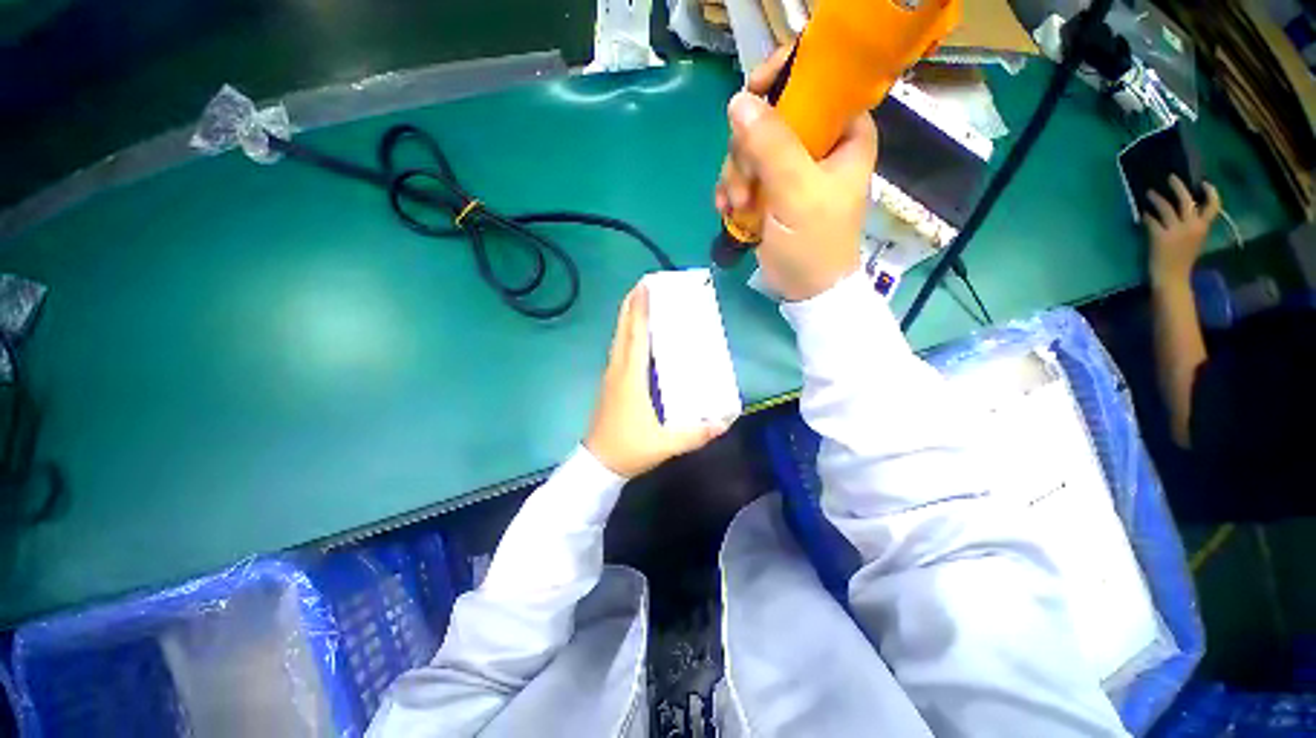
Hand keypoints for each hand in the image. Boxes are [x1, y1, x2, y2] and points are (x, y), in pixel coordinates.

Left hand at [584, 283, 727, 477]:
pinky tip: (638, 337)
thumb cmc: (629, 448)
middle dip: (632, 305)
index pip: (635, 335)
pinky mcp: (611, 384)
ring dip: (628, 318)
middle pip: (623, 330)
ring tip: (641, 303)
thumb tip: (724, 422)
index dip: (640, 309)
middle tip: (645, 286)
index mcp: (631, 377)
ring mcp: (611, 376)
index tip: (645, 285)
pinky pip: (619, 350)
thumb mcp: (666, 444)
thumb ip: (696, 434)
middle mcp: (618, 369)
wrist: (598, 464)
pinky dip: (627, 335)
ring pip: (618, 339)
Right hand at [714, 47, 877, 301]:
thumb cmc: (814, 243)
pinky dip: (731, 191)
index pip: (814, 82)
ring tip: (736, 207)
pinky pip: (742, 173)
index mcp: (843, 132)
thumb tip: (738, 102)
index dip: (780, 81)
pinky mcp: (770, 188)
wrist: (806, 289)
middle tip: (744, 187)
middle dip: (747, 153)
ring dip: (735, 177)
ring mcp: (791, 167)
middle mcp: (818, 143)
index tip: (749, 98)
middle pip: (770, 117)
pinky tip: (727, 211)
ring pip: (749, 147)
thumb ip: (772, 146)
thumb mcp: (797, 194)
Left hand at [1145, 176, 1220, 286]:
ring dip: (1157, 198)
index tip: (1205, 182)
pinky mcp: (1160, 237)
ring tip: (1149, 192)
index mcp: (1203, 228)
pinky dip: (1146, 216)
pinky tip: (1142, 213)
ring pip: (1167, 207)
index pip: (1213, 207)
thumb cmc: (1182, 260)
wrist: (1172, 278)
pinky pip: (1151, 221)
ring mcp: (1176, 231)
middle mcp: (1192, 227)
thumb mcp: (1195, 240)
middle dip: (1178, 187)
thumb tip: (1182, 210)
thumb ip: (1193, 226)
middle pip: (1187, 200)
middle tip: (1169, 177)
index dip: (1211, 193)